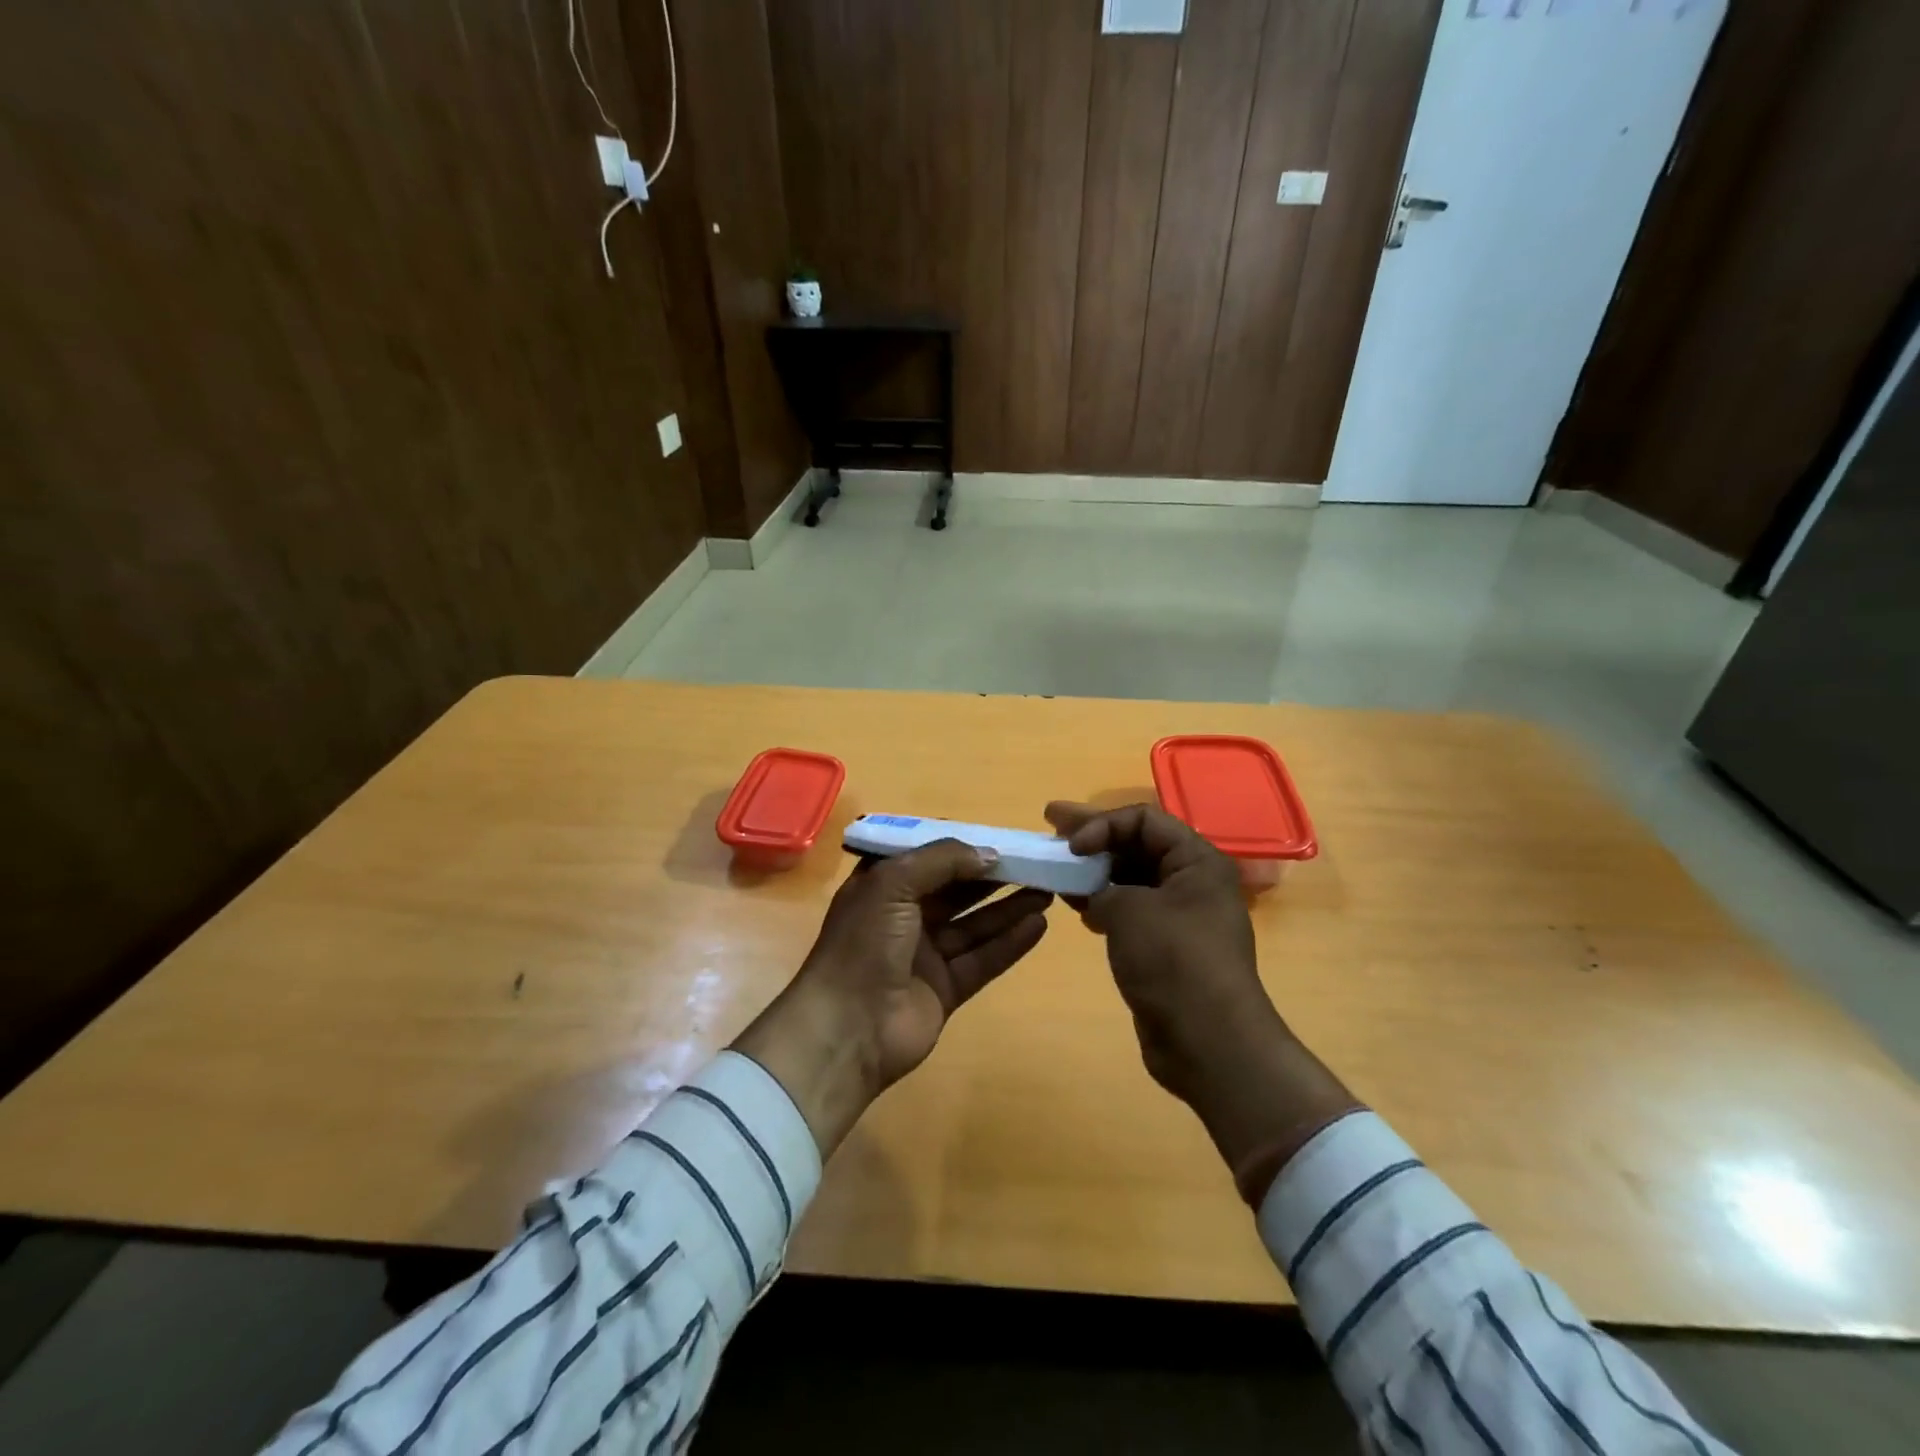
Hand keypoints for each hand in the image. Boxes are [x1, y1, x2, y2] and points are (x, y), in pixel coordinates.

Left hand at [733, 841, 1050, 1155]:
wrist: (847, 1029)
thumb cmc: (865, 943)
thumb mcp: (894, 882)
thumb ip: (943, 860)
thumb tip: (990, 854)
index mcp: (883, 886)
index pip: (928, 857)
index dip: (962, 846)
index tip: (1000, 837)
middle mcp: (904, 916)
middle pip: (957, 890)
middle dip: (993, 876)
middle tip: (1035, 862)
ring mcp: (925, 955)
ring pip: (974, 925)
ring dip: (1009, 907)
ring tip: (1048, 889)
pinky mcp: (945, 989)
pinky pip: (982, 959)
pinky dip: (1009, 943)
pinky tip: (1039, 924)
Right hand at [1045, 802, 1358, 1202]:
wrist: (1207, 1042)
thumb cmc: (1173, 961)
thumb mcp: (1130, 910)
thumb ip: (1100, 886)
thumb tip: (1089, 889)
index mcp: (1197, 861)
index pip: (1143, 819)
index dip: (1103, 823)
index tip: (1071, 845)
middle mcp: (1192, 882)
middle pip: (1136, 844)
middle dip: (1092, 836)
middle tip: (1049, 824)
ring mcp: (1179, 916)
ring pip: (1130, 877)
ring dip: (1093, 871)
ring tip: (1056, 868)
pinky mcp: (1165, 946)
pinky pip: (1130, 908)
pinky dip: (1102, 901)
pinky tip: (1076, 907)